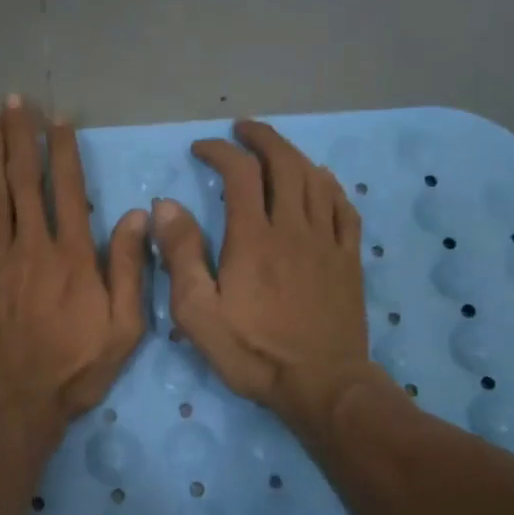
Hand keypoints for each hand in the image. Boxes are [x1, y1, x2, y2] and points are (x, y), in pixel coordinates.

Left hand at [0, 96, 149, 433]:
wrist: (9, 402)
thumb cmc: (72, 369)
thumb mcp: (122, 329)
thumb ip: (129, 270)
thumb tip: (134, 216)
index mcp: (72, 256)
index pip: (67, 189)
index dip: (62, 150)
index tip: (57, 119)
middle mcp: (32, 244)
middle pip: (25, 179)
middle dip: (21, 136)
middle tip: (15, 99)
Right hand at [152, 120, 384, 442]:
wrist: (321, 385)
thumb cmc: (253, 352)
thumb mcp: (198, 312)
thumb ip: (180, 255)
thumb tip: (165, 206)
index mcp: (253, 238)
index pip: (239, 173)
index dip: (220, 151)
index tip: (201, 148)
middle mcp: (293, 228)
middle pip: (283, 164)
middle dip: (261, 138)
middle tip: (242, 129)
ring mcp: (327, 242)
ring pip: (315, 180)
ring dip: (293, 154)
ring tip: (275, 148)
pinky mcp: (349, 260)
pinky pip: (344, 208)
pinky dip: (329, 185)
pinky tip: (321, 181)